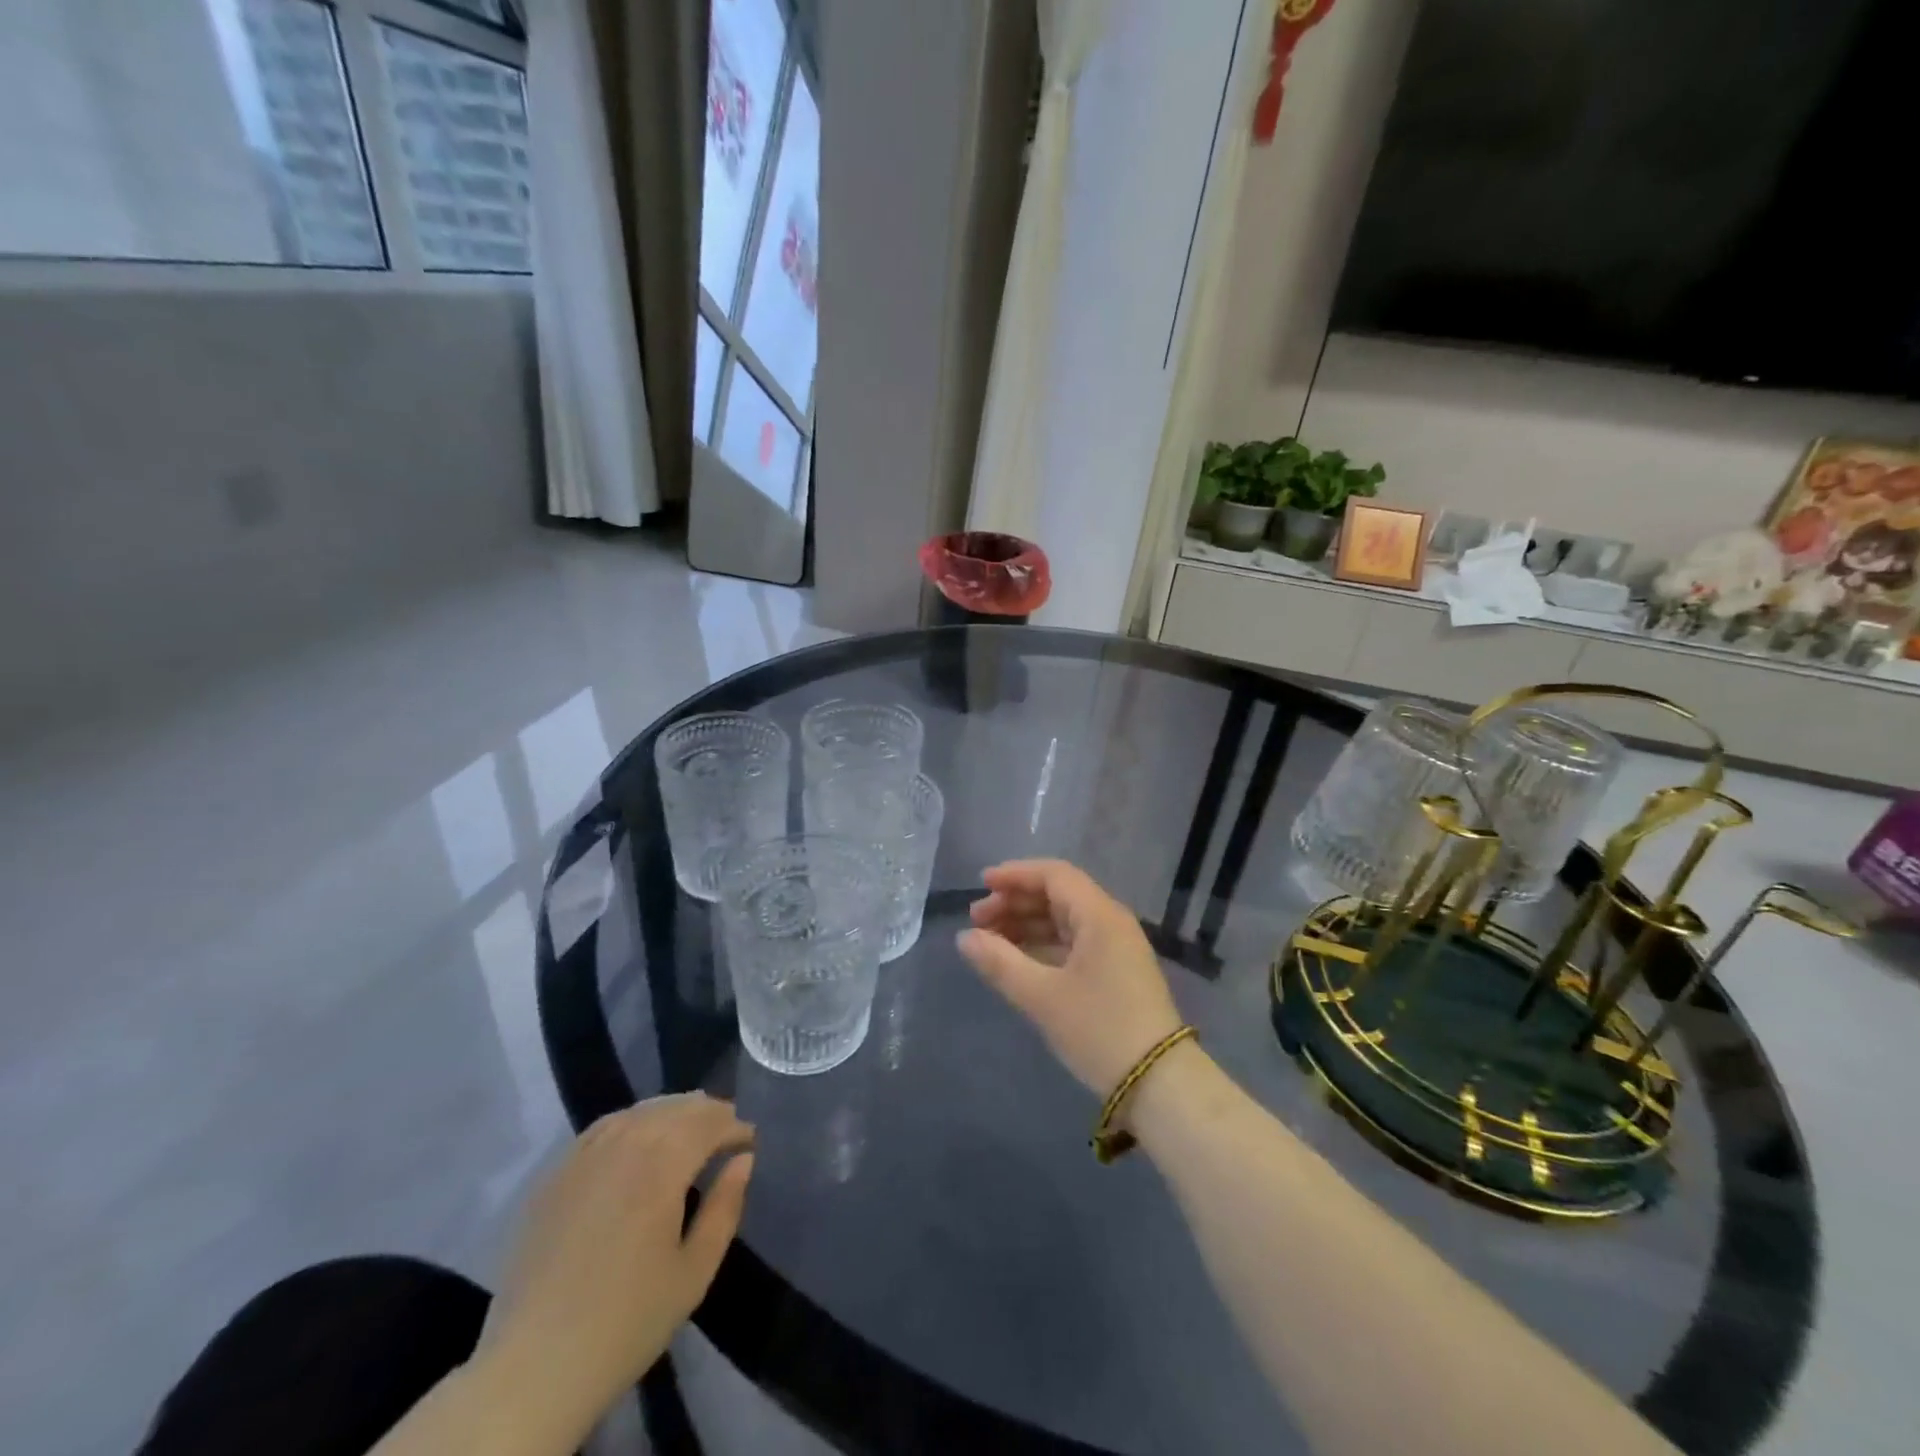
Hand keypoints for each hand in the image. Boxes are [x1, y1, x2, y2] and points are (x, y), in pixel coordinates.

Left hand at [476, 1094, 753, 1438]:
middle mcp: (625, 1144)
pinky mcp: (556, 1172)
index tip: (750, 1143)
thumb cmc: (627, 1322)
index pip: (711, 1122)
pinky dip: (633, 1121)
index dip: (736, 1127)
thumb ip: (725, 1207)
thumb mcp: (694, 1272)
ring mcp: (585, 1154)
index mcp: (662, 1165)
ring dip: (673, 1113)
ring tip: (690, 1132)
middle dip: (709, 1114)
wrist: (534, 1368)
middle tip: (727, 1133)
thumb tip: (743, 1160)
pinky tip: (640, 1139)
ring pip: (642, 1110)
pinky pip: (605, 1126)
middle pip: (678, 1108)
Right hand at [958, 859, 1182, 1096]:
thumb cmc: (1098, 1030)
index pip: (1054, 875)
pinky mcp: (1116, 972)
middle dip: (1016, 902)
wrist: (1159, 1084)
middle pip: (1058, 895)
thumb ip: (1000, 962)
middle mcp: (1111, 922)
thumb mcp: (1042, 996)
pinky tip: (1018, 959)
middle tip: (977, 920)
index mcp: (1099, 915)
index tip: (982, 885)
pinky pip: (1073, 942)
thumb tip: (964, 938)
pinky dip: (1043, 944)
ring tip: (990, 941)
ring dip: (1027, 924)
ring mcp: (1116, 948)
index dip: (1015, 875)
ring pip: (1064, 920)